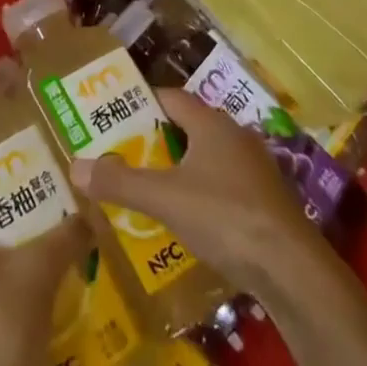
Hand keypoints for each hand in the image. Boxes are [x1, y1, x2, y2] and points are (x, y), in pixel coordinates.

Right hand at [70, 87, 320, 296]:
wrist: (291, 268)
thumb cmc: (224, 217)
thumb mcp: (164, 198)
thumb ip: (120, 182)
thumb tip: (75, 165)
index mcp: (211, 124)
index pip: (171, 97)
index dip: (143, 103)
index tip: (116, 116)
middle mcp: (235, 136)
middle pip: (189, 127)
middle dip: (157, 139)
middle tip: (124, 154)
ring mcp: (255, 168)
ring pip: (207, 157)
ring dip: (180, 168)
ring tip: (148, 188)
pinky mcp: (266, 200)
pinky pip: (224, 184)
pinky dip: (202, 192)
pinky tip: (186, 219)